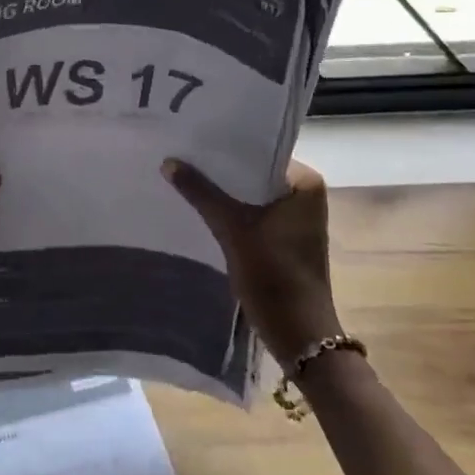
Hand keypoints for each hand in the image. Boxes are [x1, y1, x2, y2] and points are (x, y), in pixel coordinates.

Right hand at [162, 159, 339, 371]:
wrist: (299, 334)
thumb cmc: (273, 274)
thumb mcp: (232, 228)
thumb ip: (201, 192)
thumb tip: (168, 161)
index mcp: (305, 183)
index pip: (260, 153)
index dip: (226, 149)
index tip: (194, 140)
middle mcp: (306, 196)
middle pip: (254, 175)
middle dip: (221, 171)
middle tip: (183, 155)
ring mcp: (297, 220)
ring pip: (252, 196)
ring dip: (224, 193)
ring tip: (186, 177)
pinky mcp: (285, 241)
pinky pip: (254, 215)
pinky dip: (232, 213)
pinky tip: (202, 208)